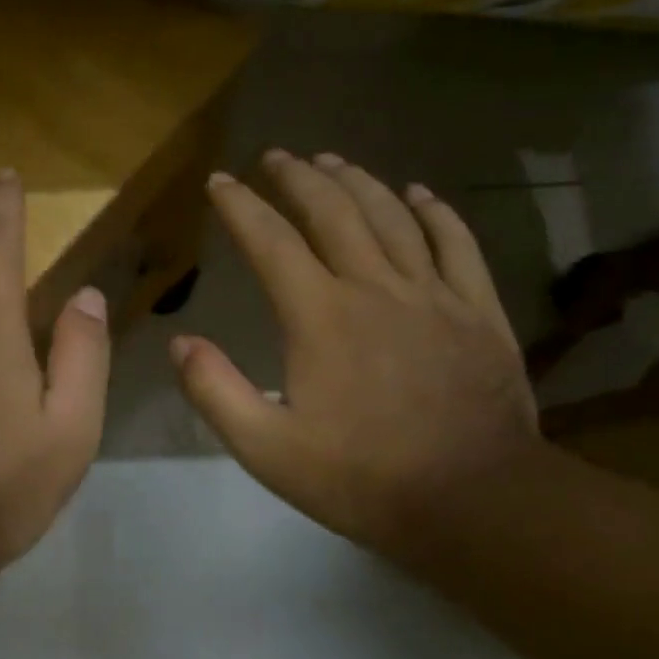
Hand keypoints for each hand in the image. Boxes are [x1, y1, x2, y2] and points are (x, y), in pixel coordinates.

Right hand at [172, 151, 538, 558]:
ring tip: (332, 160)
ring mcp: (433, 294)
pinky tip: (418, 193)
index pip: (270, 242)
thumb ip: (216, 392)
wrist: (475, 501)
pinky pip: (457, 243)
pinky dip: (435, 212)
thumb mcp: (268, 450)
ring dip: (357, 181)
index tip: (220, 181)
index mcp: (320, 315)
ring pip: (391, 217)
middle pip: (332, 212)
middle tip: (276, 156)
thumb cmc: (363, 478)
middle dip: (298, 178)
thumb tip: (180, 343)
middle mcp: (374, 288)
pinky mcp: (477, 310)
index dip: (241, 206)